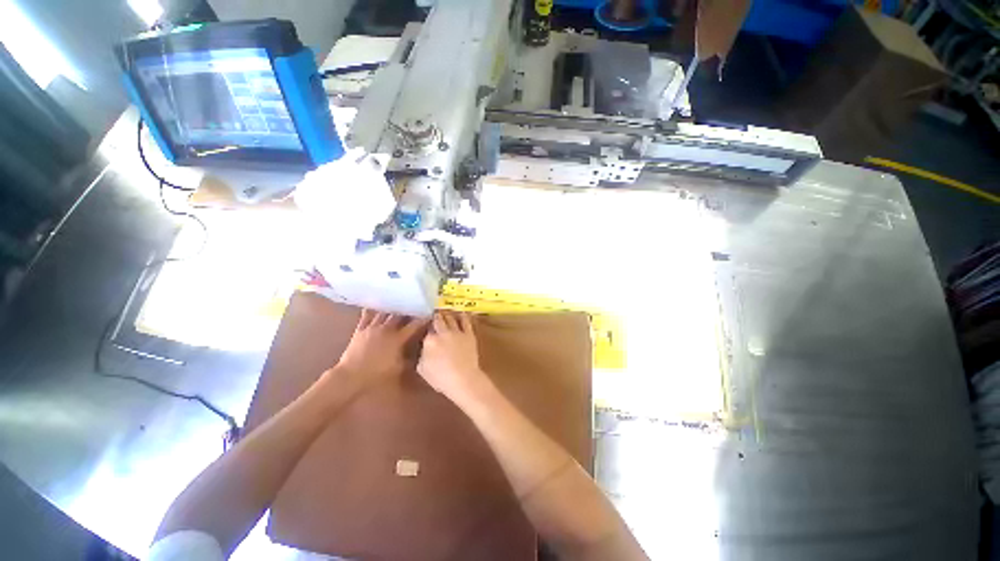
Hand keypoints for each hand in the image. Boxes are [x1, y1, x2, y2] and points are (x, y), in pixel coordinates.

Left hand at [329, 309, 427, 391]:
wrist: (350, 378)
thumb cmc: (377, 376)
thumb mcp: (399, 369)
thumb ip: (411, 358)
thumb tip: (420, 351)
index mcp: (398, 338)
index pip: (415, 325)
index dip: (424, 319)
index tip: (431, 313)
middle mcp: (387, 329)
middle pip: (400, 315)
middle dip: (409, 309)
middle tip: (416, 305)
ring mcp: (372, 328)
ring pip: (385, 312)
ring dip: (393, 307)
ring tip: (399, 301)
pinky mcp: (360, 330)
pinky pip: (367, 315)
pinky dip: (372, 309)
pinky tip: (376, 303)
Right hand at [418, 312, 490, 403]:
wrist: (463, 379)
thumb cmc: (441, 378)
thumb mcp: (422, 369)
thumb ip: (422, 355)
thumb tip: (425, 349)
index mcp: (429, 341)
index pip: (427, 331)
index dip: (428, 329)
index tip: (428, 328)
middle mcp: (442, 332)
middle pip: (438, 320)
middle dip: (436, 317)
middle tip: (436, 315)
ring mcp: (456, 332)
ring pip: (450, 318)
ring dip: (447, 315)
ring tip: (445, 313)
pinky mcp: (468, 334)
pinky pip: (465, 321)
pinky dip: (462, 316)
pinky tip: (461, 313)